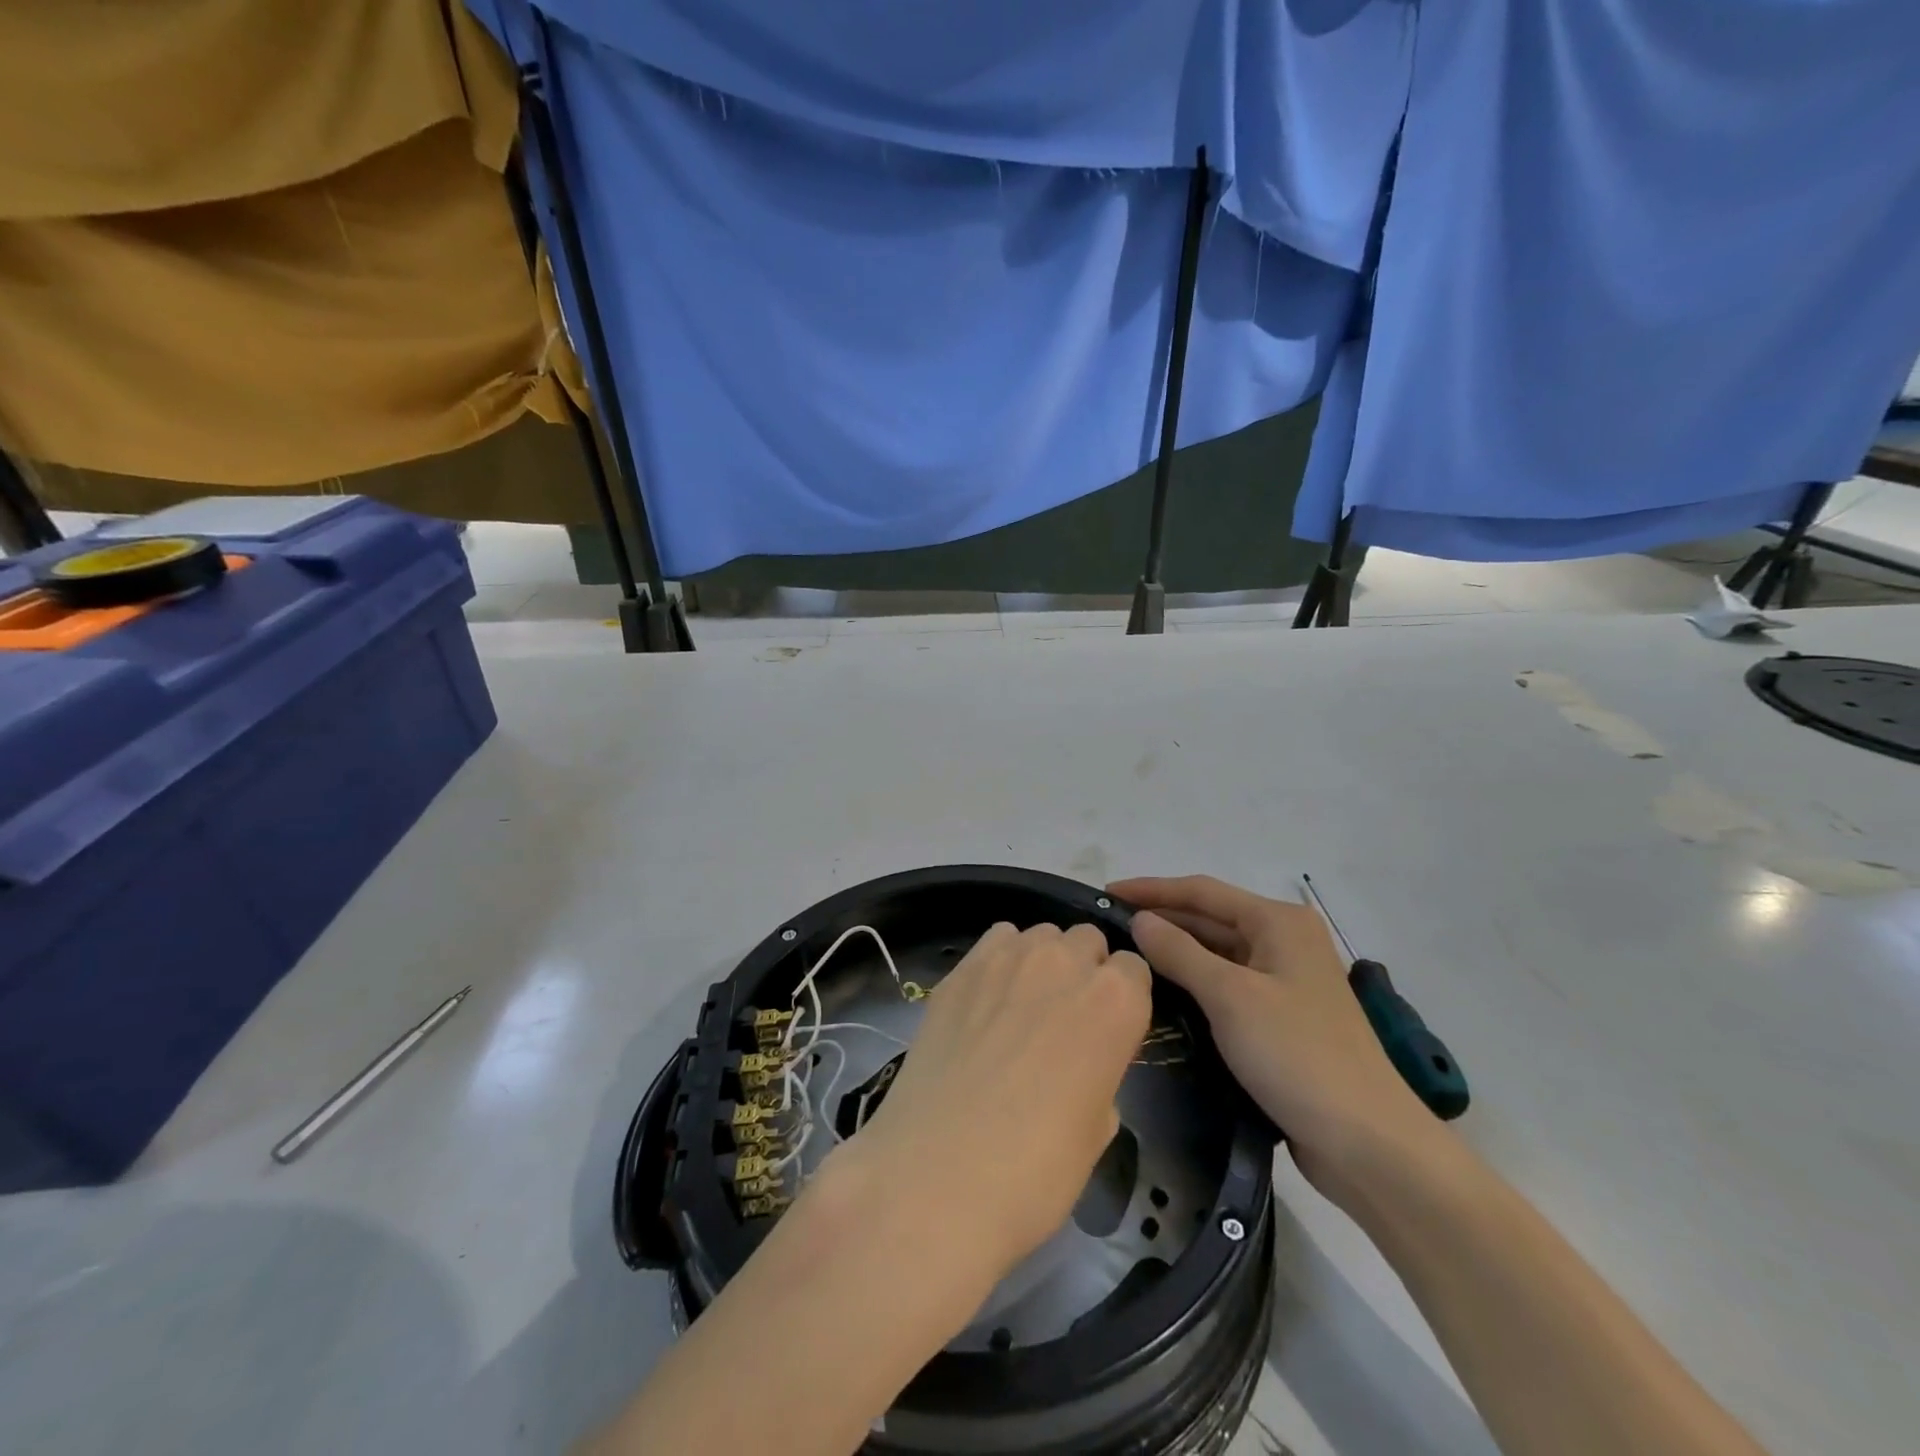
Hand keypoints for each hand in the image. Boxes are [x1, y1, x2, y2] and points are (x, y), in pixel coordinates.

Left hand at [840, 922, 1152, 1277]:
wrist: (938, 1173)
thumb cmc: (1036, 1169)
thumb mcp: (1098, 1129)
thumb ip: (1101, 1071)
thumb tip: (1081, 1062)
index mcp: (1116, 1002)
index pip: (1134, 969)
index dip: (1123, 998)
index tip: (1109, 1028)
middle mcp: (1066, 962)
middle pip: (1087, 941)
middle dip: (1084, 970)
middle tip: (1064, 1018)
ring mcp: (1008, 957)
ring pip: (1040, 935)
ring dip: (1042, 960)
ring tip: (1021, 1006)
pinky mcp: (961, 966)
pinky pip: (995, 941)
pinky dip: (999, 959)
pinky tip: (985, 1000)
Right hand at [1110, 875, 1433, 1195]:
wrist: (1368, 1144)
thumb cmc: (1298, 1055)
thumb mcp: (1230, 996)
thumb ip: (1180, 952)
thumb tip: (1140, 921)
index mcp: (1279, 922)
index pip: (1201, 891)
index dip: (1150, 890)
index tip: (1104, 894)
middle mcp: (1284, 942)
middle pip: (1210, 918)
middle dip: (1161, 919)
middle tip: (1108, 929)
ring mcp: (1285, 982)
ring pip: (1217, 954)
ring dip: (1175, 952)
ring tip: (1125, 957)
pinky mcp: (1282, 1019)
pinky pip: (1227, 986)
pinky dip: (1194, 983)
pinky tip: (1162, 993)